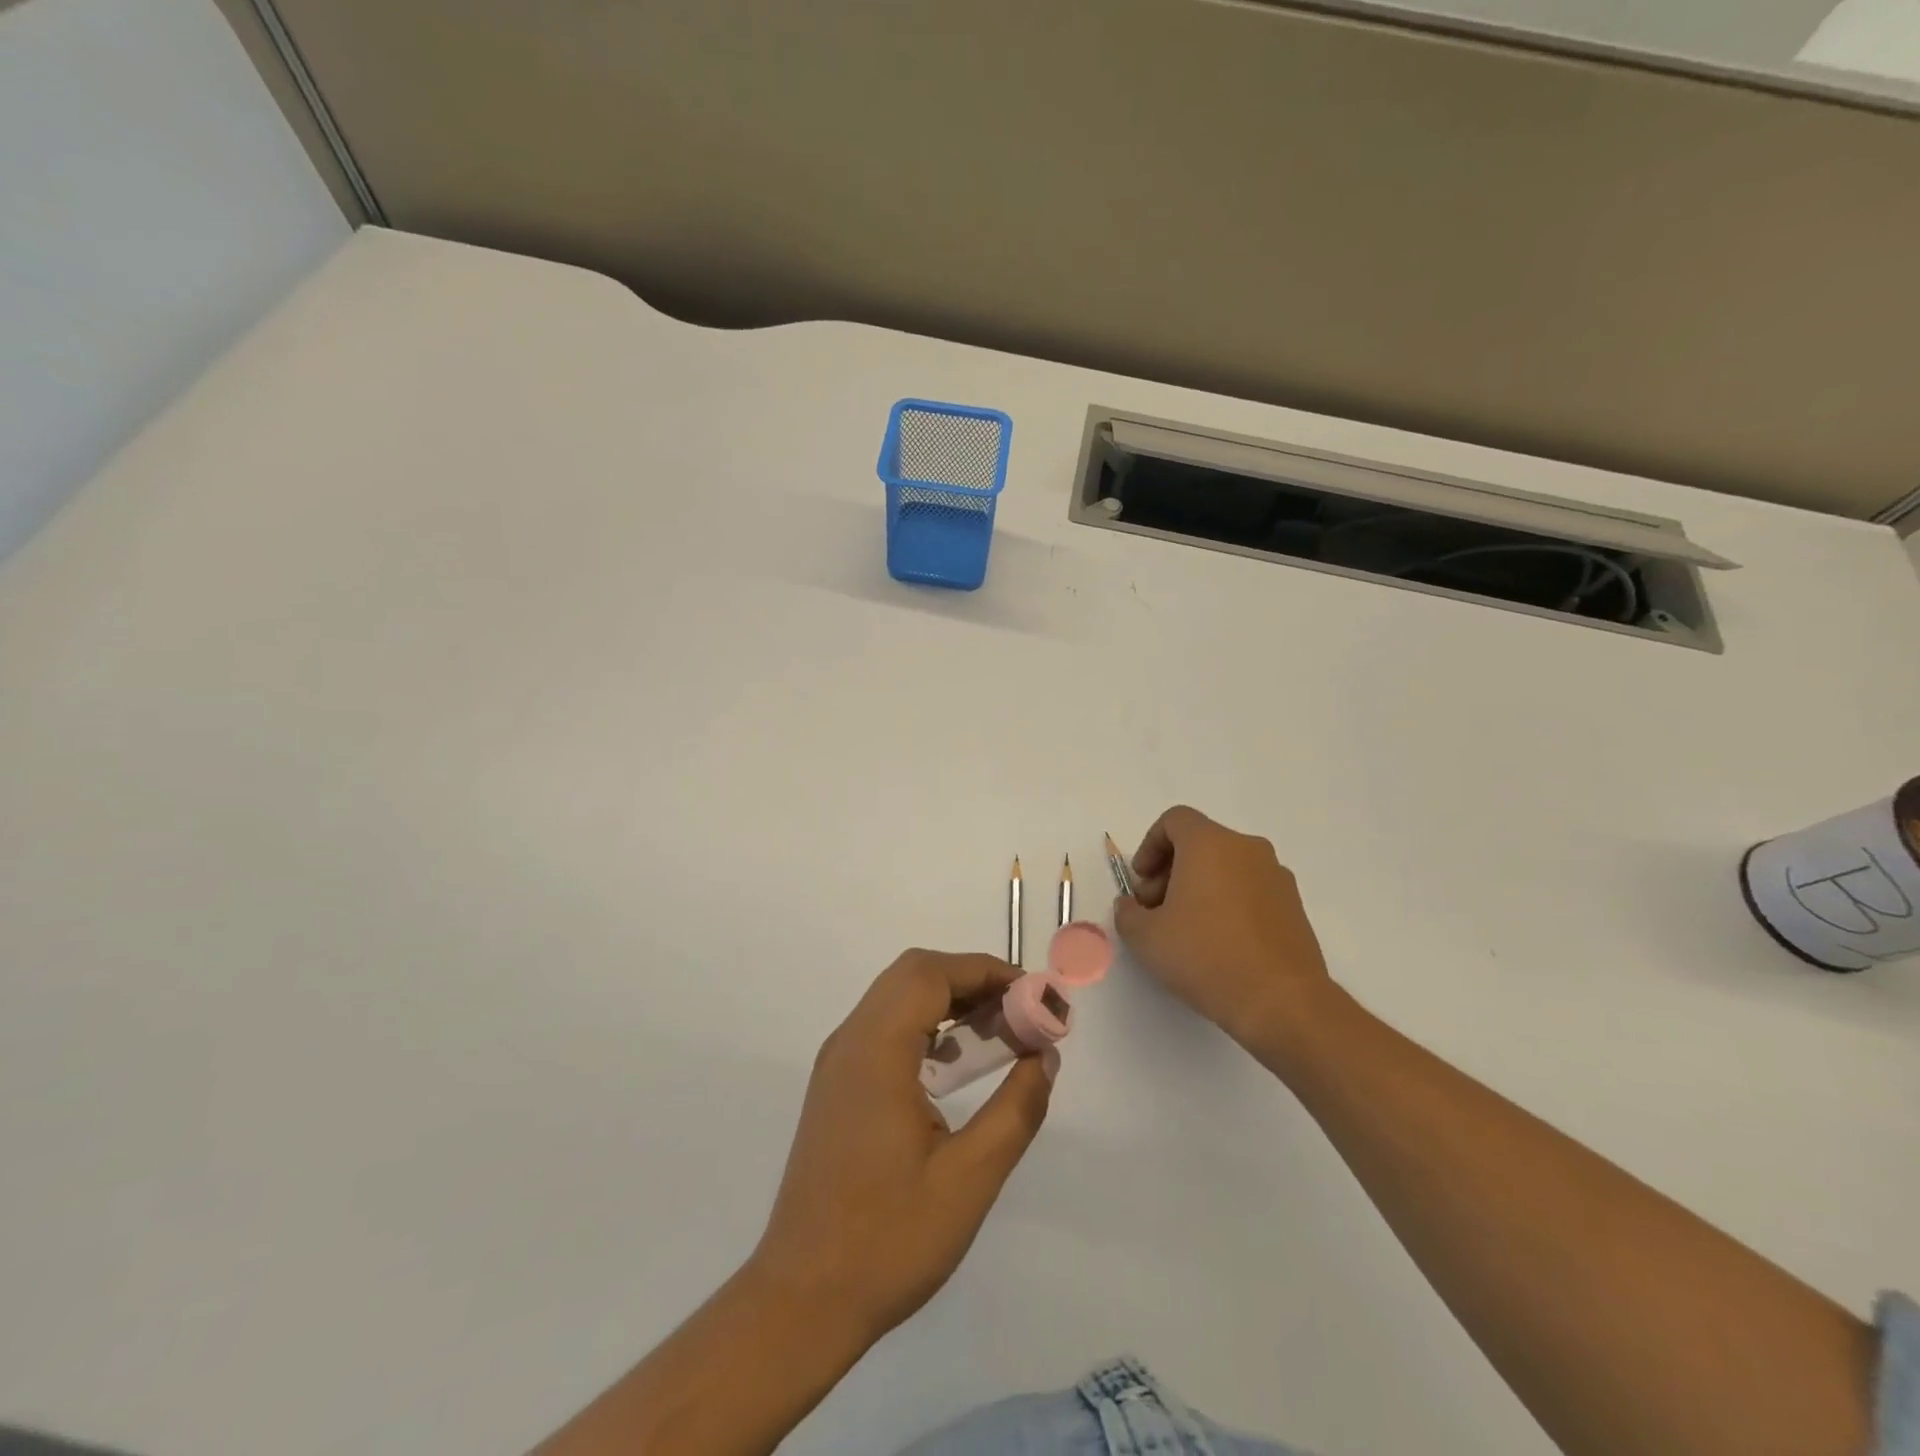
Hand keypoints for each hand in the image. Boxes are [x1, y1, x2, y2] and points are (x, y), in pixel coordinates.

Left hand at [749, 949, 1054, 1346]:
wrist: (801, 1301)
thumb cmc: (888, 1240)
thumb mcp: (969, 1179)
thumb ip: (1016, 1109)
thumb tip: (1045, 1056)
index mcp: (876, 1051)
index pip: (932, 974)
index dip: (986, 971)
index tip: (1034, 996)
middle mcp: (850, 1042)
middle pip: (913, 975)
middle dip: (971, 981)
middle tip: (1019, 1014)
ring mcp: (838, 1063)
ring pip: (897, 998)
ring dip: (949, 1002)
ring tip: (999, 1035)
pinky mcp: (837, 1086)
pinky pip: (885, 1029)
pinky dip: (926, 1027)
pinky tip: (956, 1067)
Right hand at [1113, 805, 1332, 1049]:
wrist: (1283, 1002)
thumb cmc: (1206, 956)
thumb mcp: (1146, 938)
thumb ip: (1128, 913)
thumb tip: (1132, 906)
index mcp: (1210, 843)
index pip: (1174, 821)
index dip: (1149, 846)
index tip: (1141, 882)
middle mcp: (1246, 849)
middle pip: (1199, 843)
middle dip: (1170, 871)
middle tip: (1156, 911)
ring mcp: (1276, 876)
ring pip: (1226, 866)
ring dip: (1199, 887)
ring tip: (1186, 931)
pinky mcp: (1294, 905)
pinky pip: (1249, 889)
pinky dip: (1228, 902)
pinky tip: (1218, 944)